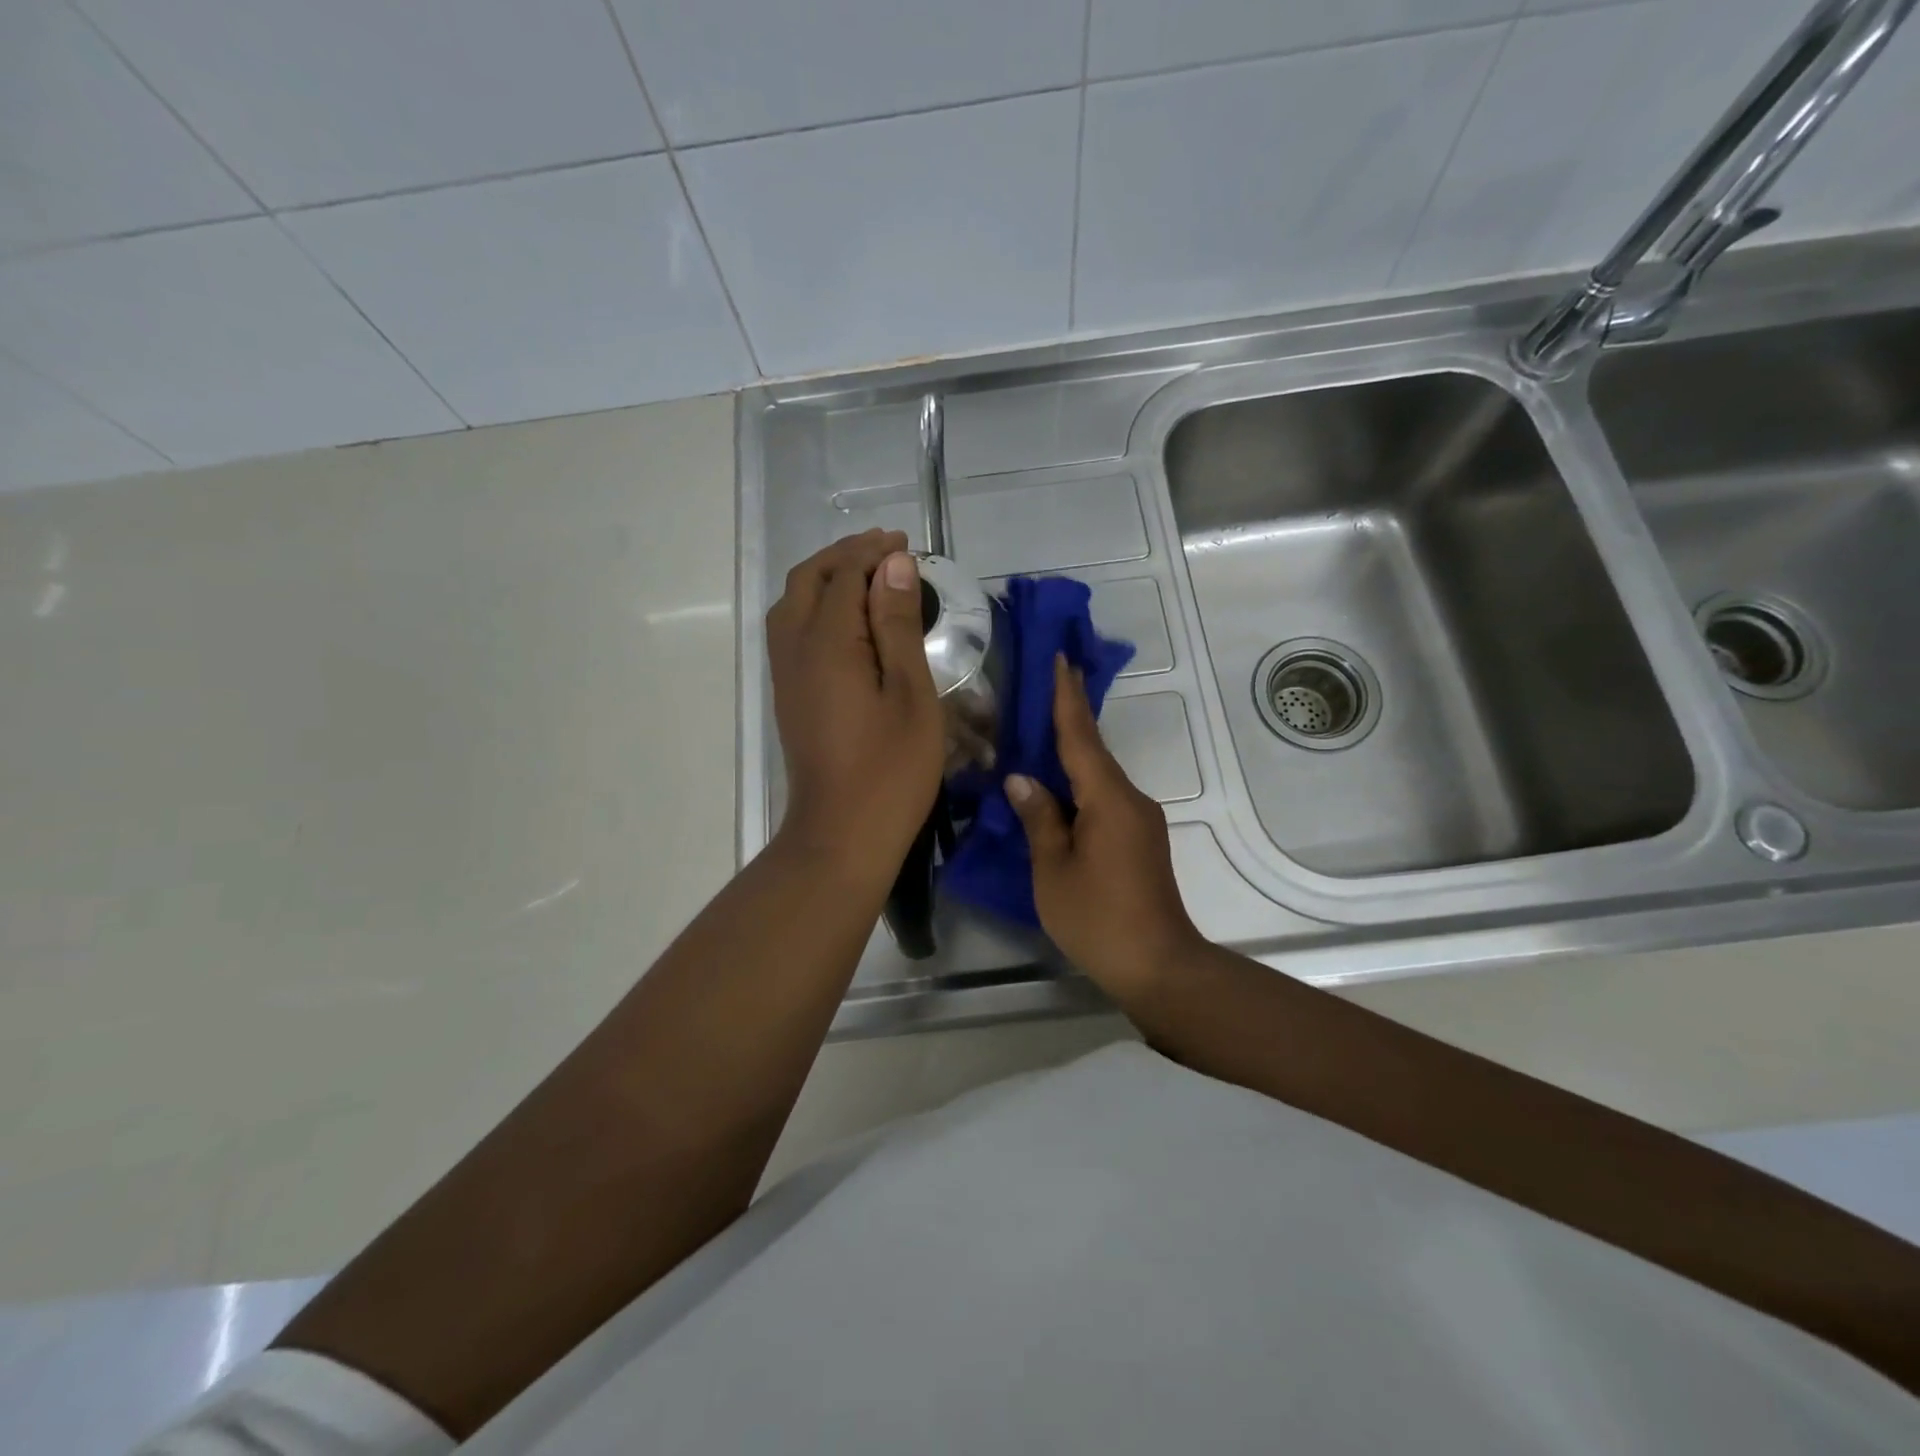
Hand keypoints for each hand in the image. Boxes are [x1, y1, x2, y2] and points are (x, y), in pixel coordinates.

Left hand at [766, 530, 943, 886]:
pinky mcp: (789, 696)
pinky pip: (793, 631)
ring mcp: (785, 675)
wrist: (841, 835)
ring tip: (867, 577)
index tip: (905, 544)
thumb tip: (894, 566)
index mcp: (828, 643)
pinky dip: (818, 608)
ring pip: (793, 605)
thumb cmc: (890, 770)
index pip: (844, 576)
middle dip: (843, 556)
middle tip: (885, 551)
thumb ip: (898, 625)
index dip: (873, 553)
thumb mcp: (910, 694)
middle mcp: (795, 649)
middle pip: (808, 581)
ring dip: (826, 579)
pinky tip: (848, 622)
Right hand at [1005, 655, 1201, 999]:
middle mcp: (1130, 800)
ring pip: (1098, 778)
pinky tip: (1059, 791)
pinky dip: (1079, 787)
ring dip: (1071, 755)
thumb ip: (1038, 819)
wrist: (1159, 965)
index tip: (1062, 659)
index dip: (1067, 698)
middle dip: (1069, 718)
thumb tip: (1022, 779)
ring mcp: (1140, 821)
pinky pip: (1104, 799)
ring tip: (1039, 736)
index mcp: (1108, 799)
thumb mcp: (1053, 870)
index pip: (1081, 737)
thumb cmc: (1098, 918)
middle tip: (1046, 684)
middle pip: (1093, 752)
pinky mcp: (1140, 840)